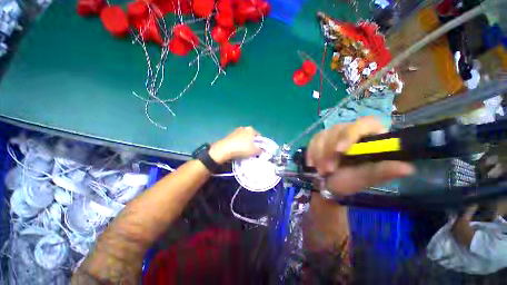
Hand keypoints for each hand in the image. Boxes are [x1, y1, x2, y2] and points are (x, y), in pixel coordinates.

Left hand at [209, 126, 261, 163]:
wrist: (225, 149)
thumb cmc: (243, 148)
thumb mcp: (255, 151)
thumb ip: (260, 150)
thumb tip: (261, 150)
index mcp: (251, 129)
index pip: (258, 135)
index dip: (260, 143)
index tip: (259, 149)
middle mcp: (244, 128)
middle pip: (250, 136)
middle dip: (252, 142)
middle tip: (252, 151)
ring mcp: (235, 131)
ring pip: (243, 138)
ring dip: (244, 143)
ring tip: (244, 152)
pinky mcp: (229, 135)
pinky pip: (237, 140)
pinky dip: (238, 144)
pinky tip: (237, 150)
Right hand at [306, 117, 414, 194]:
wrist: (327, 183)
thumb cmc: (348, 182)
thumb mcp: (365, 178)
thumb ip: (382, 171)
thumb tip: (408, 168)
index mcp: (369, 137)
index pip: (365, 123)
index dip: (352, 133)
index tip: (340, 150)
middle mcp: (351, 131)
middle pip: (339, 130)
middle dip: (330, 152)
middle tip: (327, 170)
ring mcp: (333, 133)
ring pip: (323, 135)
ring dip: (320, 155)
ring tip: (321, 170)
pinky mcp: (319, 137)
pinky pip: (313, 140)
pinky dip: (312, 153)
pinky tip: (313, 163)